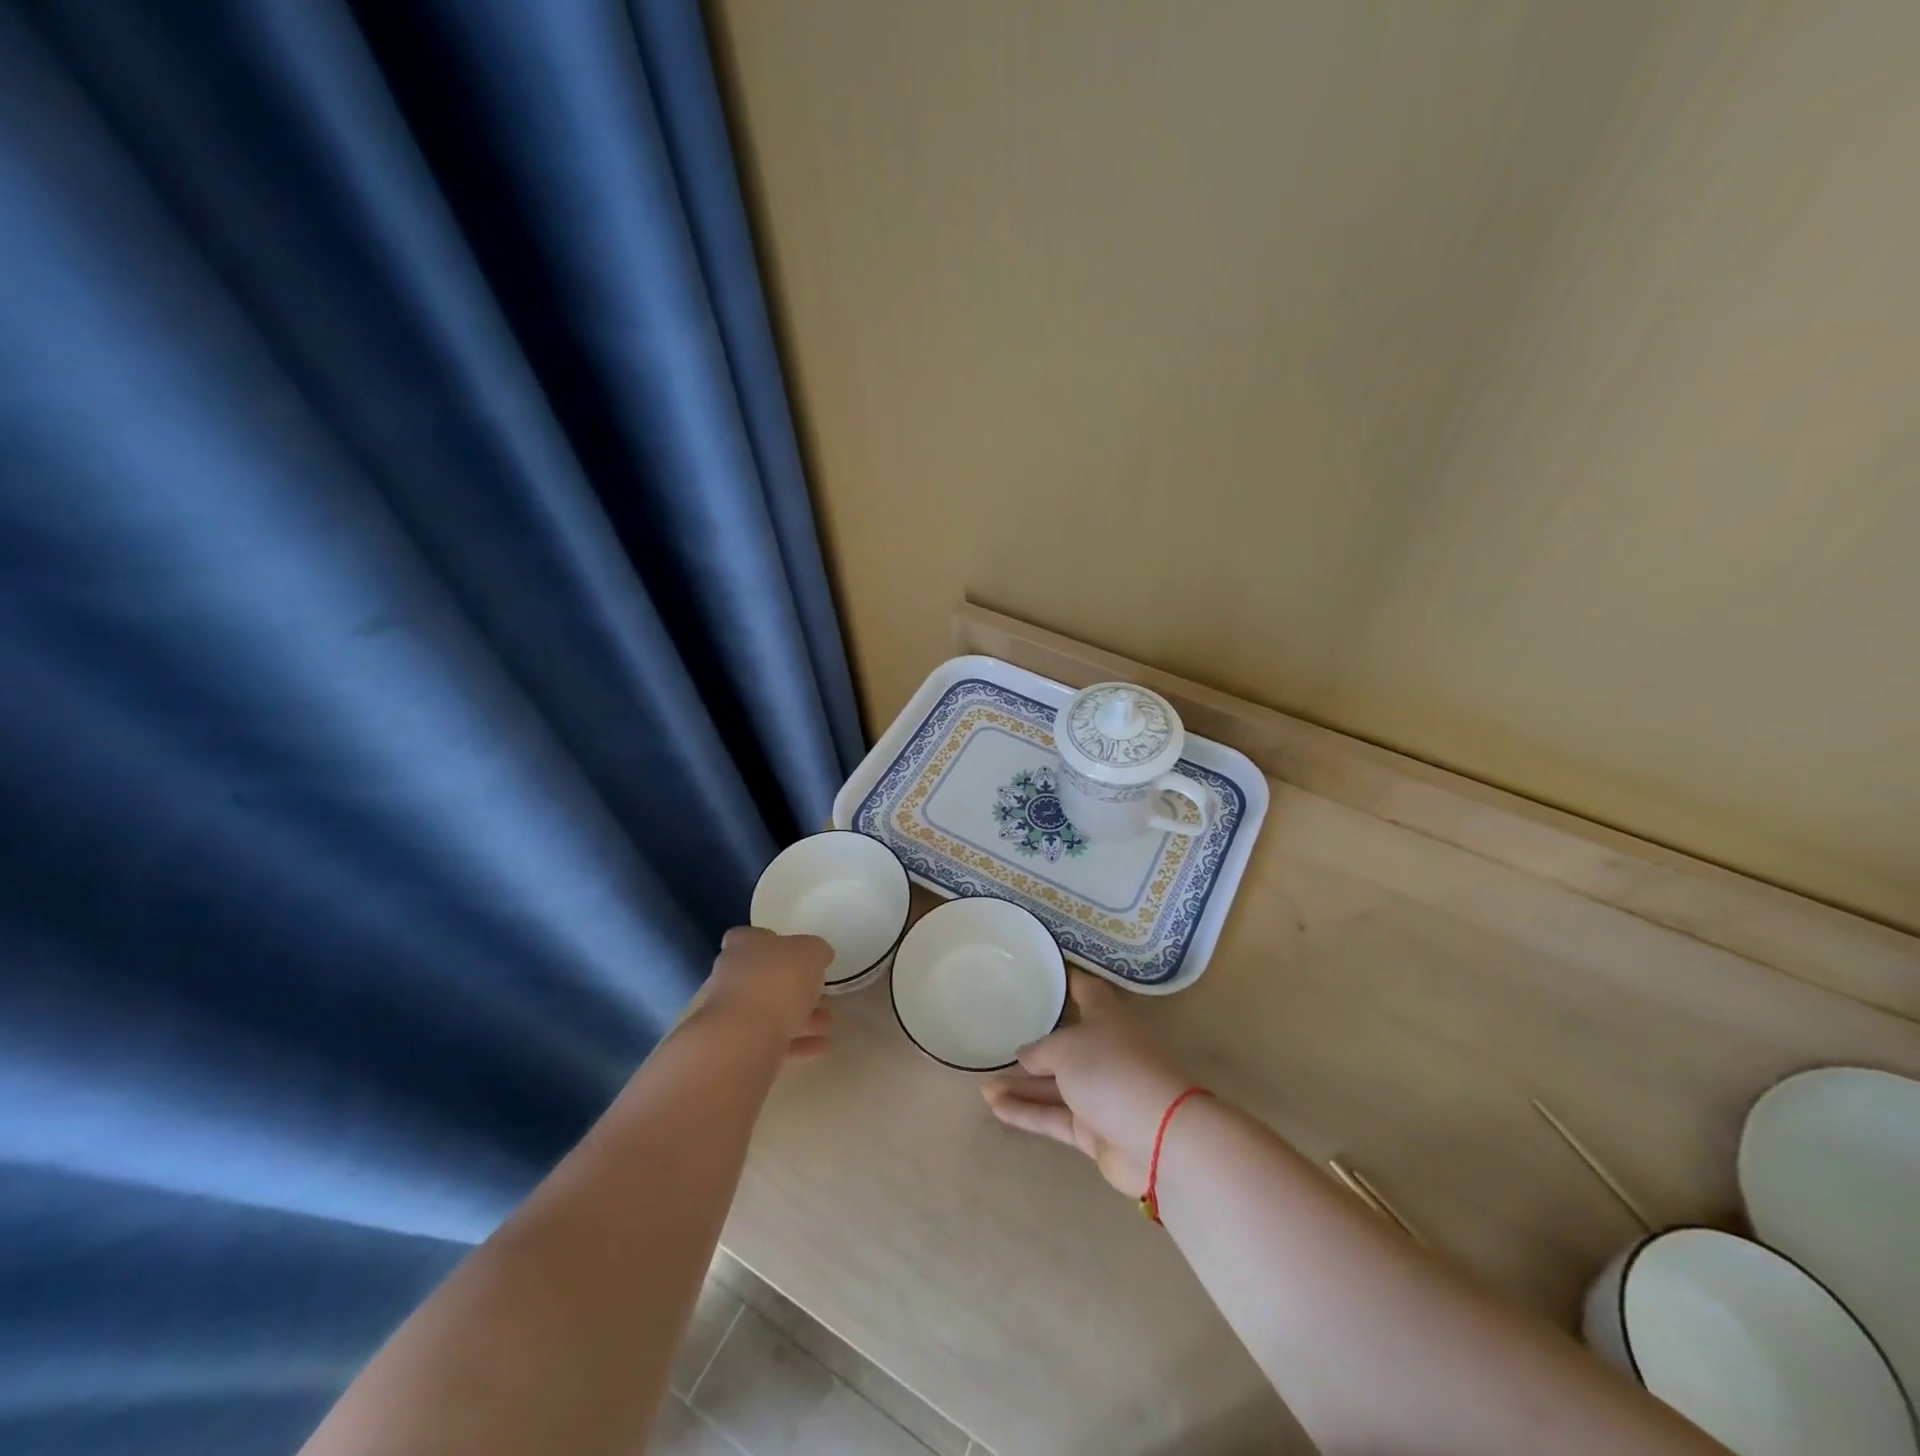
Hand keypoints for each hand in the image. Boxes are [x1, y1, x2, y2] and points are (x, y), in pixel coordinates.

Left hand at [695, 926, 833, 1059]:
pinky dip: (797, 1042)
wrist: (744, 1038)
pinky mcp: (737, 1045)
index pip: (754, 937)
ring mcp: (732, 1013)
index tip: (802, 956)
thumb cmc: (777, 980)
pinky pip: (772, 1039)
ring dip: (802, 1017)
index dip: (778, 944)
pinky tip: (822, 1046)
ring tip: (829, 1025)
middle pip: (767, 976)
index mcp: (744, 945)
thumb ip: (816, 951)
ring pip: (771, 1010)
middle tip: (824, 996)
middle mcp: (732, 975)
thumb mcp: (811, 952)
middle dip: (798, 987)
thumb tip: (819, 956)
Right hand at [982, 970, 1192, 1196]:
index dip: (1064, 982)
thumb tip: (1025, 1054)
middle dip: (1033, 1044)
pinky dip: (1027, 1112)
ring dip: (1020, 1086)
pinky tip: (995, 1108)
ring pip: (1054, 1084)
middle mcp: (1105, 1050)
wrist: (1159, 1139)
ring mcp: (1100, 1092)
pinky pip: (1054, 1115)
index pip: (1084, 991)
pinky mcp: (1094, 1129)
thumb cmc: (1112, 1071)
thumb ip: (1040, 1050)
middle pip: (1065, 1043)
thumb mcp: (1067, 1048)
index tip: (1039, 974)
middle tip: (997, 1039)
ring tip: (982, 1086)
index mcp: (1107, 1018)